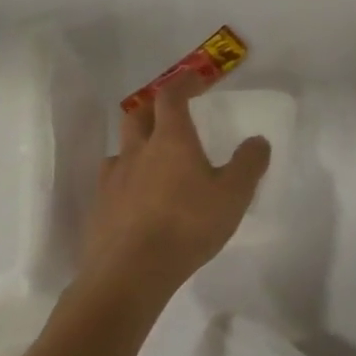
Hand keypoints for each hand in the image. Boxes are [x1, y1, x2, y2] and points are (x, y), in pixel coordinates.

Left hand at [79, 75, 270, 313]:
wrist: (127, 277)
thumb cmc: (187, 226)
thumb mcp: (234, 194)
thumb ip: (249, 163)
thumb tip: (257, 141)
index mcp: (171, 139)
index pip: (171, 96)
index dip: (183, 82)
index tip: (195, 79)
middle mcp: (137, 151)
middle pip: (137, 115)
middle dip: (154, 107)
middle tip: (171, 114)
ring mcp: (112, 181)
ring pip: (120, 149)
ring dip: (136, 145)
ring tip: (152, 160)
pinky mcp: (98, 211)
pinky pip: (110, 183)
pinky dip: (125, 181)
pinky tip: (136, 199)